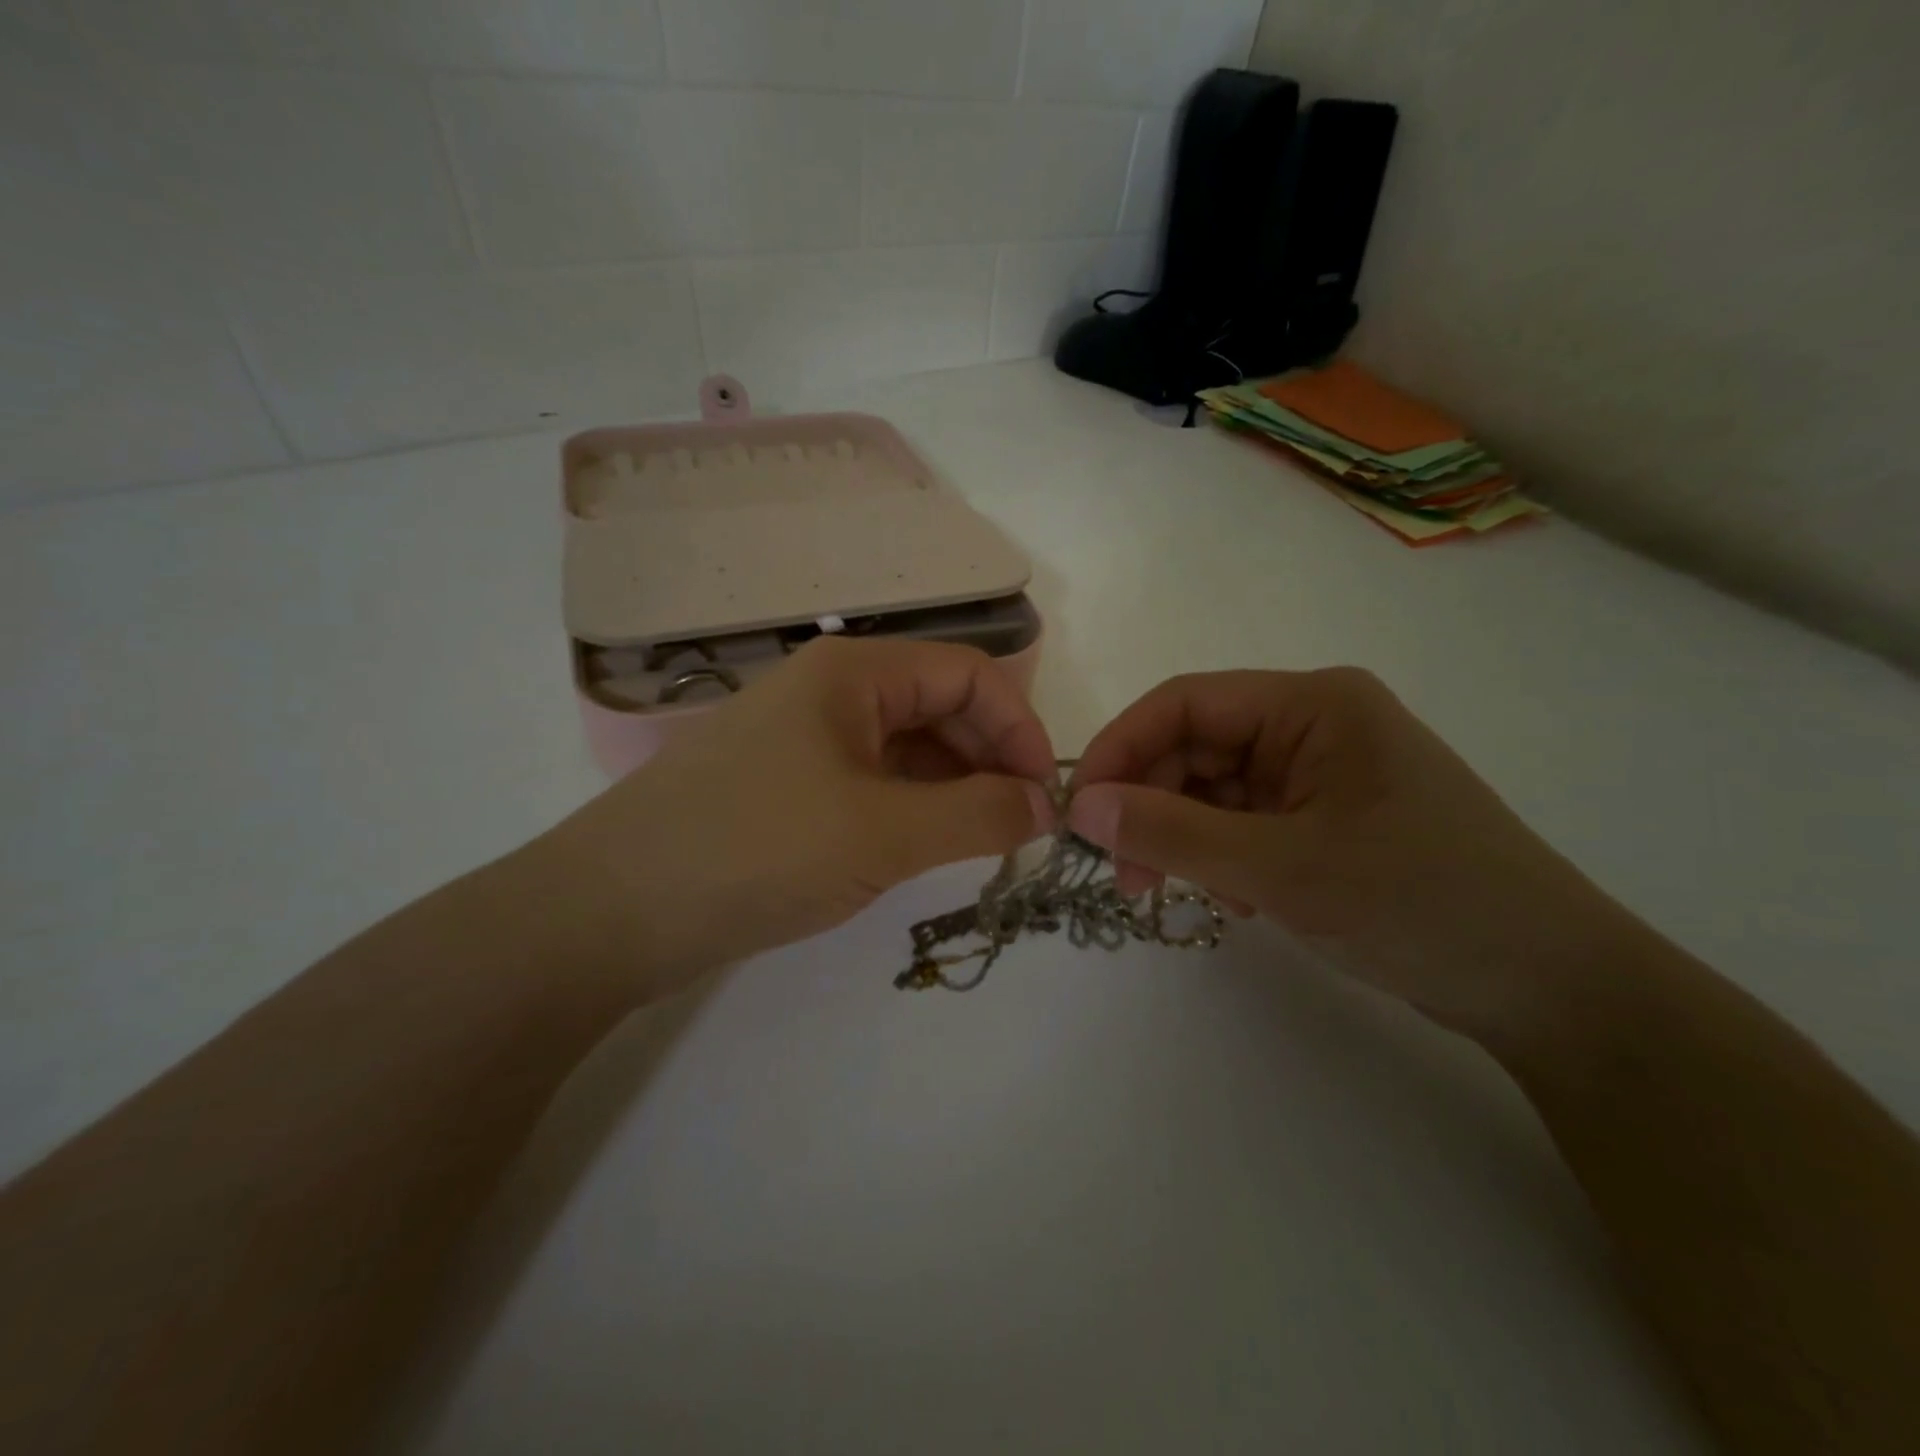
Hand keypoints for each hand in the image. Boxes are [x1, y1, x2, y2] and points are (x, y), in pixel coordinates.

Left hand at [536, 637, 1056, 991]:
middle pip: (939, 705)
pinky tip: (924, 847)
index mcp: (853, 672)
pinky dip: (910, 807)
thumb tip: (1045, 805)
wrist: (610, 912)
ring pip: (905, 747)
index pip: (968, 673)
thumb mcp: (884, 834)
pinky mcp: (786, 785)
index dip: (1019, 726)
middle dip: (990, 757)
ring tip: (979, 843)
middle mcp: (830, 691)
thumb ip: (978, 815)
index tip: (1045, 794)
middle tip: (1018, 827)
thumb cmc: (757, 851)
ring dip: (953, 786)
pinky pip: (871, 781)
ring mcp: (804, 739)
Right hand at [1067, 669, 1640, 1041]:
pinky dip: (1217, 855)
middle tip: (1120, 873)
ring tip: (1168, 891)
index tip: (1079, 810)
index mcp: (1312, 704)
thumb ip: (1172, 833)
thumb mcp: (1281, 868)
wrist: (1550, 987)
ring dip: (1180, 836)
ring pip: (1213, 789)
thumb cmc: (1420, 903)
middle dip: (1148, 804)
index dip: (1122, 747)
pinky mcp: (1325, 819)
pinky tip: (1230, 900)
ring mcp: (1320, 773)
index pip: (1186, 703)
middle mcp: (1313, 725)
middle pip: (1195, 747)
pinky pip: (1242, 822)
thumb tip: (1080, 808)